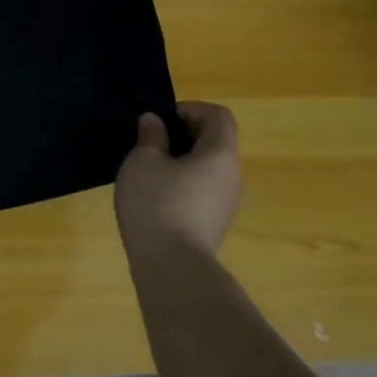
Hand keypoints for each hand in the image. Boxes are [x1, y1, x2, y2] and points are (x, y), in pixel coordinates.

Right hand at [114, 102, 241, 259]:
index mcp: (221, 154)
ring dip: (181, 161)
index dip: (190, 109)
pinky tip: (155, 197)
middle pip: (215, 142)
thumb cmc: (157, 203)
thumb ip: (151, 136)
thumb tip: (155, 122)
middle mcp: (232, 176)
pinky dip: (182, 184)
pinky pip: (202, 190)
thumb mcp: (143, 161)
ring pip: (208, 168)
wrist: (172, 267)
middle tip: (150, 142)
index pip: (218, 115)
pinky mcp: (215, 224)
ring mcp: (226, 203)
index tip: (161, 120)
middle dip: (182, 135)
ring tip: (148, 170)